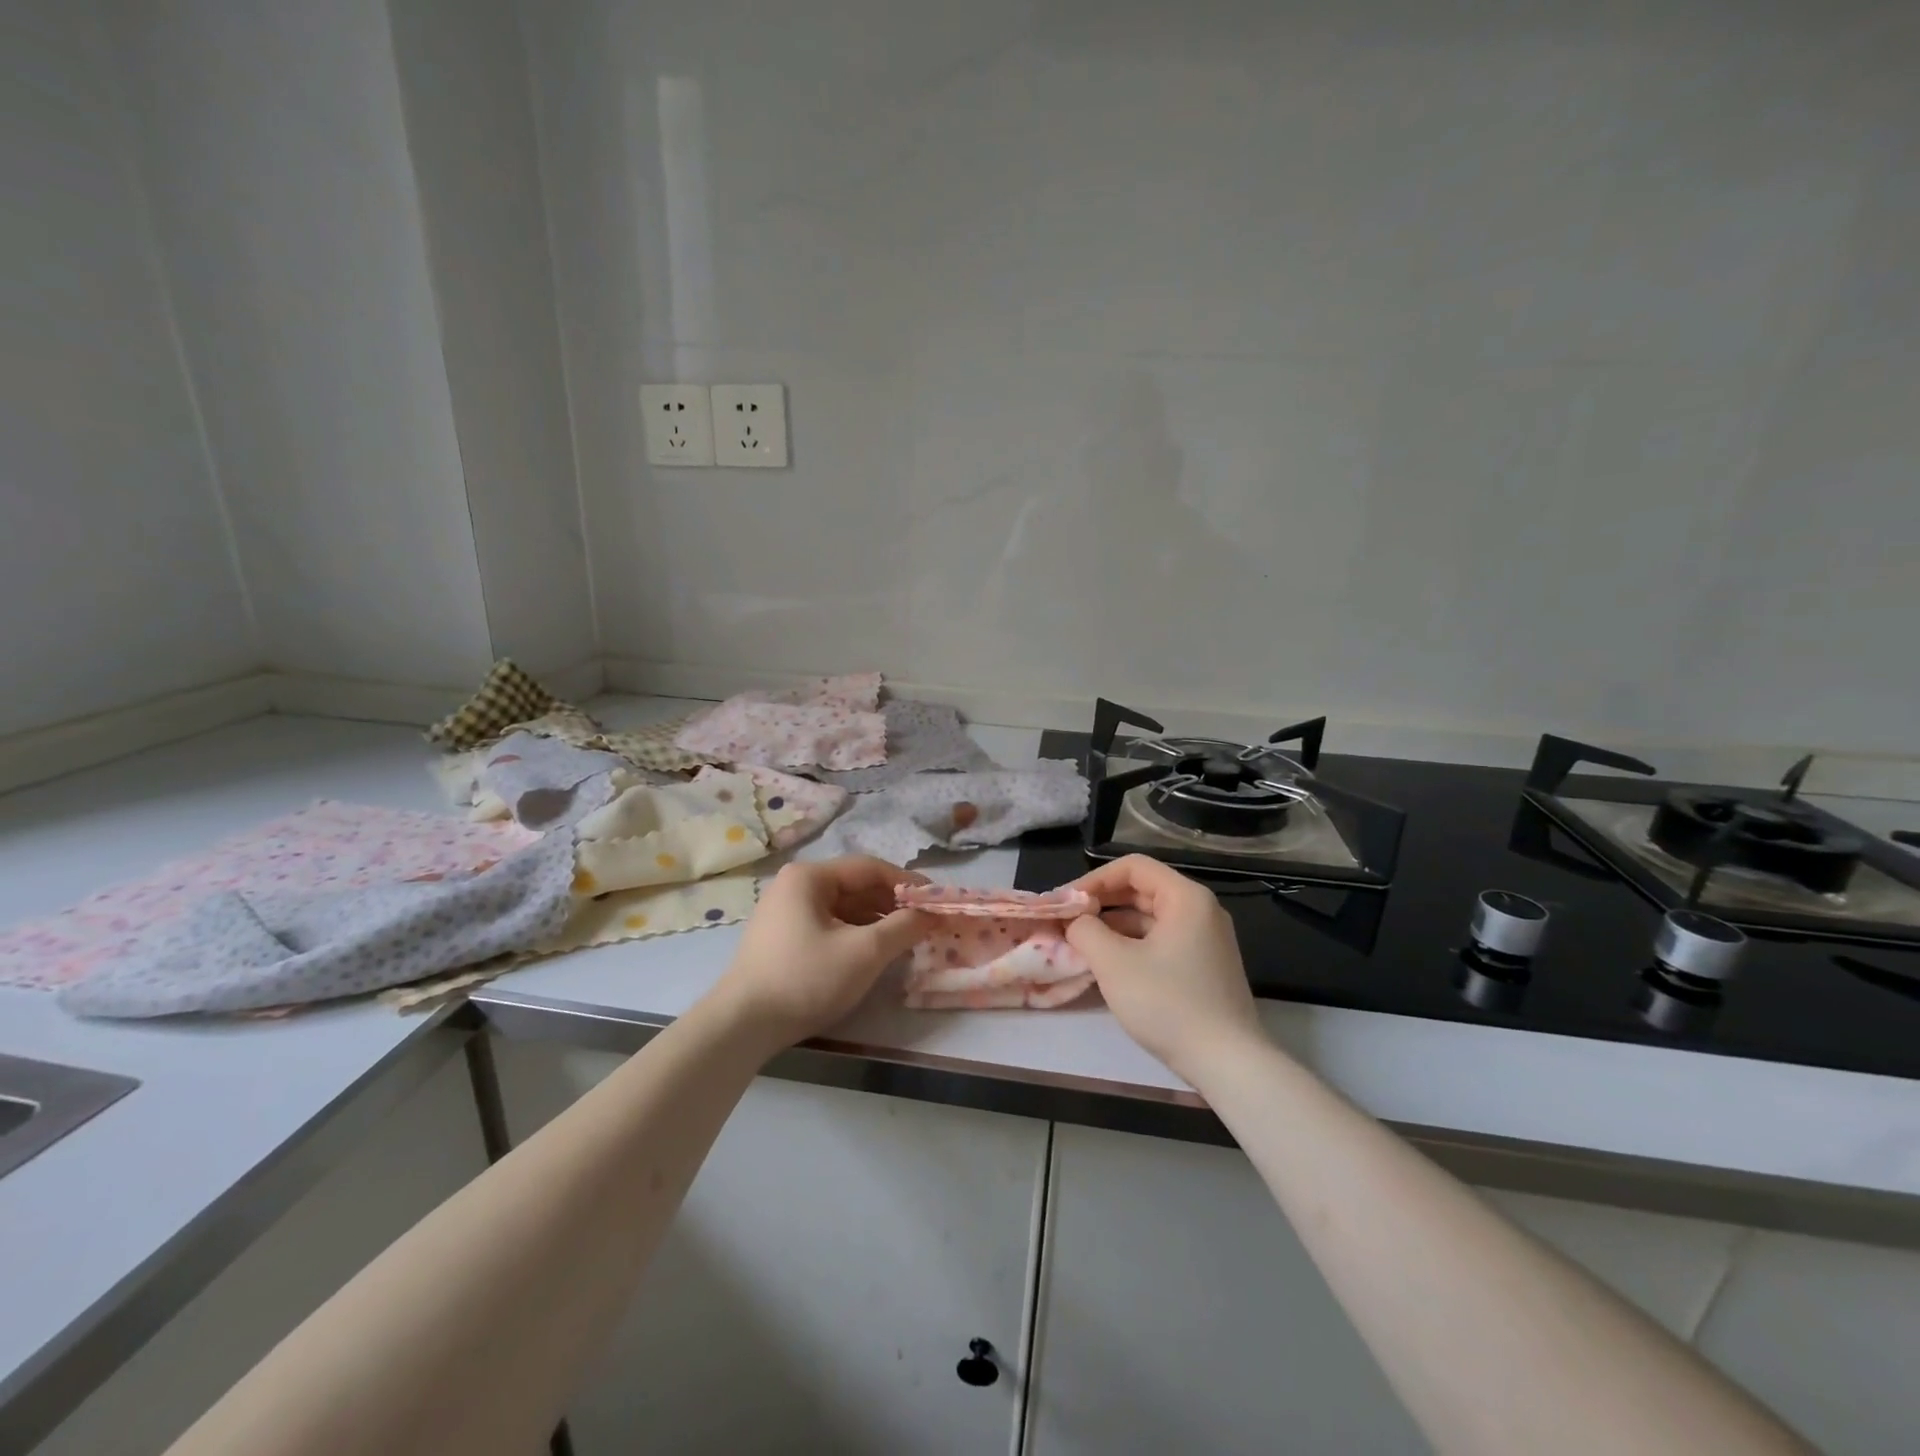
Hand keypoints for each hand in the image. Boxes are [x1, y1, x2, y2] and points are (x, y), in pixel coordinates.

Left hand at [711, 856, 933, 1051]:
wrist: (742, 1026)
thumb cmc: (806, 978)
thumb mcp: (864, 952)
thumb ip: (903, 927)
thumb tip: (932, 914)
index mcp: (810, 876)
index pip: (870, 868)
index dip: (908, 883)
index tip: (938, 900)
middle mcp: (795, 885)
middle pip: (856, 886)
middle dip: (893, 904)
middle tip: (926, 923)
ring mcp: (785, 912)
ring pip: (844, 908)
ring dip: (877, 921)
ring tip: (907, 939)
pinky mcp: (783, 939)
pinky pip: (829, 925)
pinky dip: (856, 934)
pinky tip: (876, 952)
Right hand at [1067, 855, 1265, 1080]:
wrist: (1227, 1063)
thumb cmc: (1168, 1003)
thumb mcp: (1113, 963)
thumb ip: (1085, 931)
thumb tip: (1075, 923)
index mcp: (1185, 898)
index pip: (1132, 867)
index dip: (1094, 879)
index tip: (1066, 902)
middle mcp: (1200, 910)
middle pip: (1142, 890)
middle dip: (1102, 903)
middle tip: (1068, 921)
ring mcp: (1206, 940)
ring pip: (1150, 918)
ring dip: (1114, 926)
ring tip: (1081, 944)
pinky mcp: (1204, 966)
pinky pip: (1161, 941)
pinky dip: (1132, 945)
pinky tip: (1109, 965)